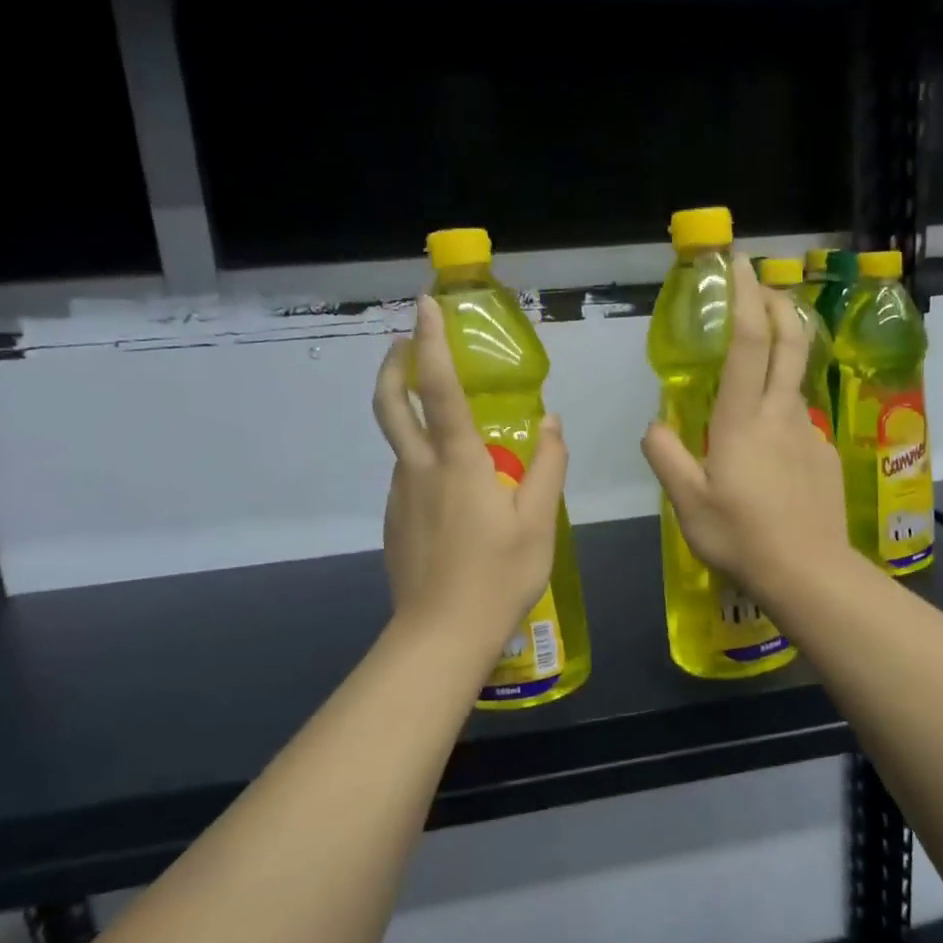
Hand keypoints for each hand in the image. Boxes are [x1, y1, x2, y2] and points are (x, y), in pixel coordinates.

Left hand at [372, 296, 568, 661]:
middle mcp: (419, 469)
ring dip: (413, 415)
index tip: (425, 305)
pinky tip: (454, 489)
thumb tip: (552, 422)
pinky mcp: (396, 521)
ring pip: (401, 443)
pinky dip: (424, 460)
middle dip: (393, 363)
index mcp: (458, 462)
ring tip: (452, 425)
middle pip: (390, 404)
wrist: (441, 636)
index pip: (438, 389)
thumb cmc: (499, 576)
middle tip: (405, 341)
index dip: (430, 342)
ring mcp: (401, 496)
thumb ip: (548, 466)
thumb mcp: (540, 521)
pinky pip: (409, 477)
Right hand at [641, 259, 851, 606]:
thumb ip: (666, 456)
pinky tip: (772, 455)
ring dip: (781, 359)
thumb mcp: (687, 502)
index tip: (739, 264)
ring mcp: (809, 433)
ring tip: (756, 378)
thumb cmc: (741, 536)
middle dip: (778, 304)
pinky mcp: (825, 455)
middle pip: (791, 342)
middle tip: (763, 286)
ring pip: (795, 383)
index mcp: (744, 419)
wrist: (809, 573)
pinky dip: (782, 416)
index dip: (745, 298)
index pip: (749, 343)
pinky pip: (799, 423)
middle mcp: (781, 413)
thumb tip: (654, 425)